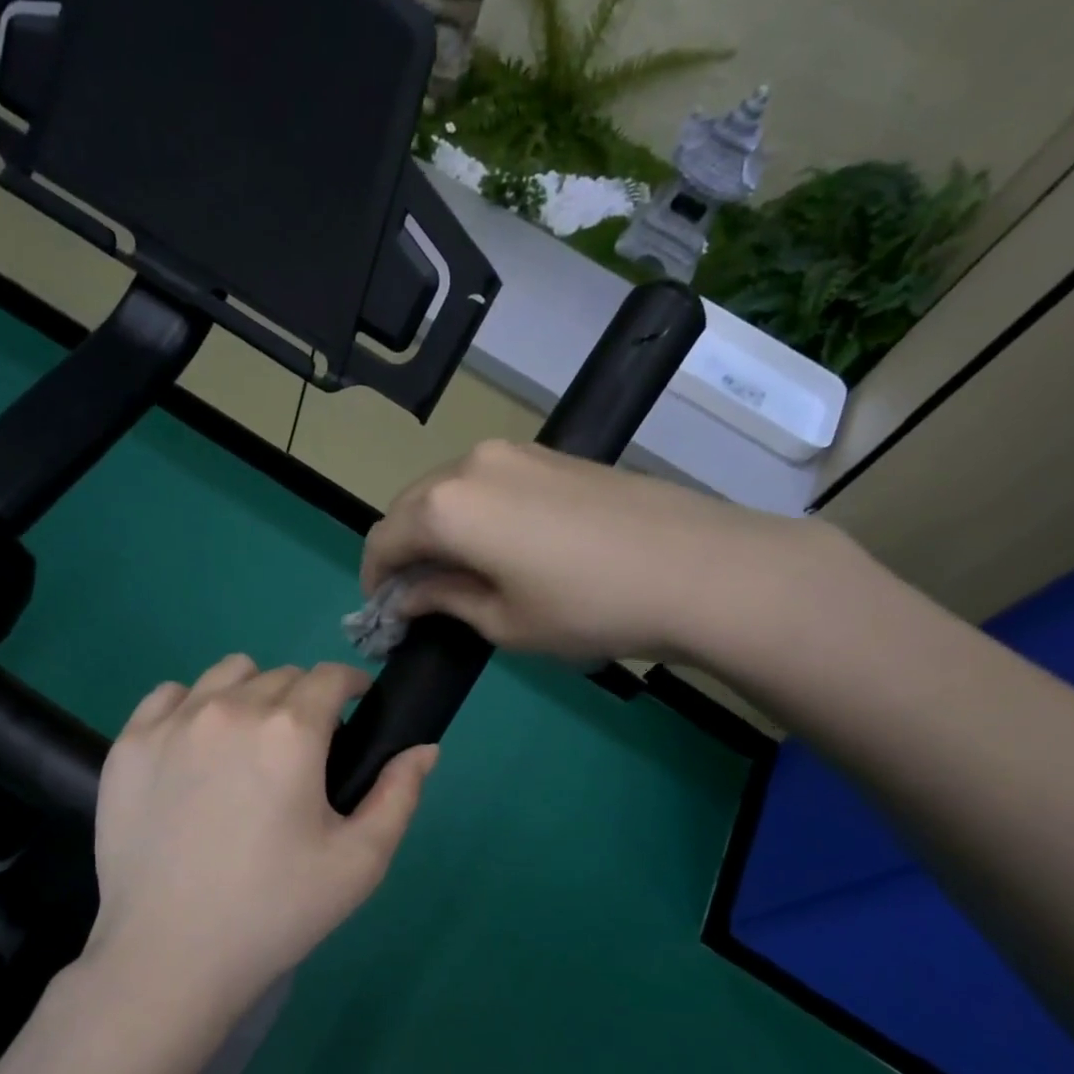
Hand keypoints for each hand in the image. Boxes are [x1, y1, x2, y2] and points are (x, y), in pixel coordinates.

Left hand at [86, 654, 437, 1012]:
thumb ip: (399, 794)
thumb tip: (424, 748)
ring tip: (249, 745)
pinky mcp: (129, 743)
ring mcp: (172, 722)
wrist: (170, 956)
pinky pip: (170, 695)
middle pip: (282, 675)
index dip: (350, 687)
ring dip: (251, 694)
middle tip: (303, 753)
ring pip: (227, 674)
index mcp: (290, 730)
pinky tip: (196, 751)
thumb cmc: (275, 910)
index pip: (329, 676)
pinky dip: (193, 707)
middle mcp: (230, 708)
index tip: (354, 712)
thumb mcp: (359, 862)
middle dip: (304, 700)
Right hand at [361, 438, 833, 667]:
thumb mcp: (502, 621)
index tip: (385, 613)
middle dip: (403, 552)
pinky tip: (500, 549)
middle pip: (411, 507)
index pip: (383, 539)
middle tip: (418, 597)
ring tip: (460, 575)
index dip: (375, 579)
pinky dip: (474, 515)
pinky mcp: (550, 455)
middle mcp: (470, 464)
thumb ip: (443, 600)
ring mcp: (515, 452)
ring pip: (449, 491)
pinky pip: (487, 484)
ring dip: (439, 531)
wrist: (697, 568)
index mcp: (446, 506)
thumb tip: (410, 596)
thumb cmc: (586, 607)